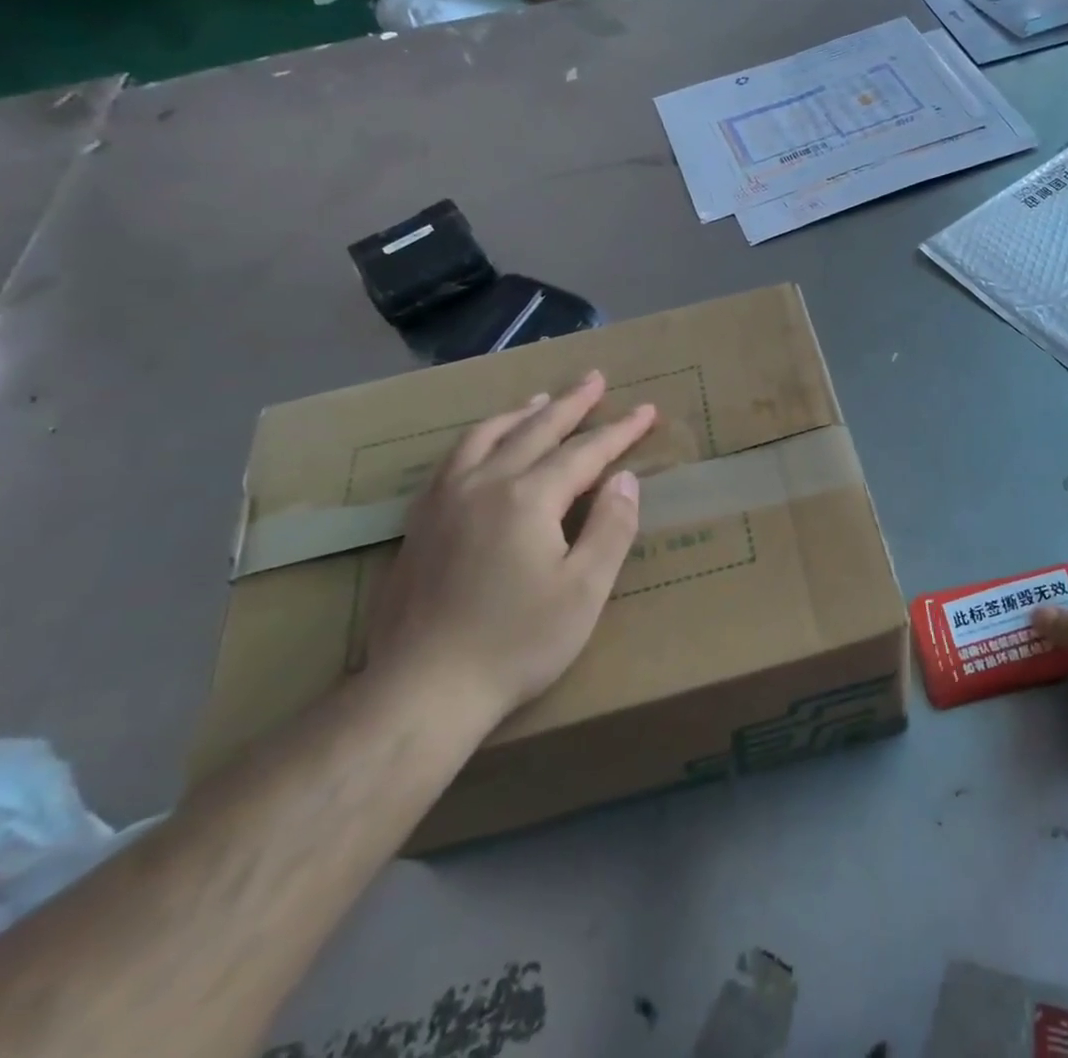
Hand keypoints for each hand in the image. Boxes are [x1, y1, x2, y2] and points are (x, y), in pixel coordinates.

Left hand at [368, 370, 657, 722]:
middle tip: (595, 378)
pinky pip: (454, 459)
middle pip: (535, 429)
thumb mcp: (584, 590)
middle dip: (572, 403)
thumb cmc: (516, 643)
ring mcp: (445, 500)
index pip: (585, 452)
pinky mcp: (420, 522)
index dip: (619, 431)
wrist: (422, 690)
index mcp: (528, 497)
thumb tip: (625, 479)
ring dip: (521, 413)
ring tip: (542, 399)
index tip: (646, 410)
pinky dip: (480, 437)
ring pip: (487, 436)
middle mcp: (484, 484)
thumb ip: (610, 528)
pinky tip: (483, 445)